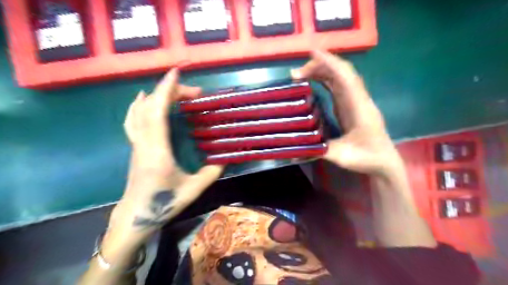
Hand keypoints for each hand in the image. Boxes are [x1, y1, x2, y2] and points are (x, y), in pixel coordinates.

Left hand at [112, 69, 222, 239]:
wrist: (136, 215)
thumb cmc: (164, 203)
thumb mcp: (193, 189)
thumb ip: (212, 172)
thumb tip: (226, 158)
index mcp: (158, 151)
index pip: (157, 113)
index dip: (166, 91)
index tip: (176, 74)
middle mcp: (144, 143)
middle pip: (150, 107)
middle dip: (170, 92)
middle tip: (194, 92)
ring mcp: (137, 144)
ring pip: (139, 111)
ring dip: (156, 96)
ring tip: (173, 90)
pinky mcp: (135, 146)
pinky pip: (133, 119)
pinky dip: (139, 105)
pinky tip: (144, 99)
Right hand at [292, 50, 402, 176]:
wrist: (383, 162)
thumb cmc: (367, 157)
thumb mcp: (343, 157)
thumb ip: (322, 150)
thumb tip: (297, 147)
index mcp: (358, 106)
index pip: (345, 78)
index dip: (330, 63)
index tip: (312, 54)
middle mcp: (358, 99)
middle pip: (341, 73)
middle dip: (320, 66)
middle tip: (296, 73)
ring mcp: (354, 101)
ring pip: (339, 78)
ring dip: (321, 72)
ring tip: (300, 75)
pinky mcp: (350, 106)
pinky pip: (338, 87)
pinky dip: (325, 80)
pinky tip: (313, 81)